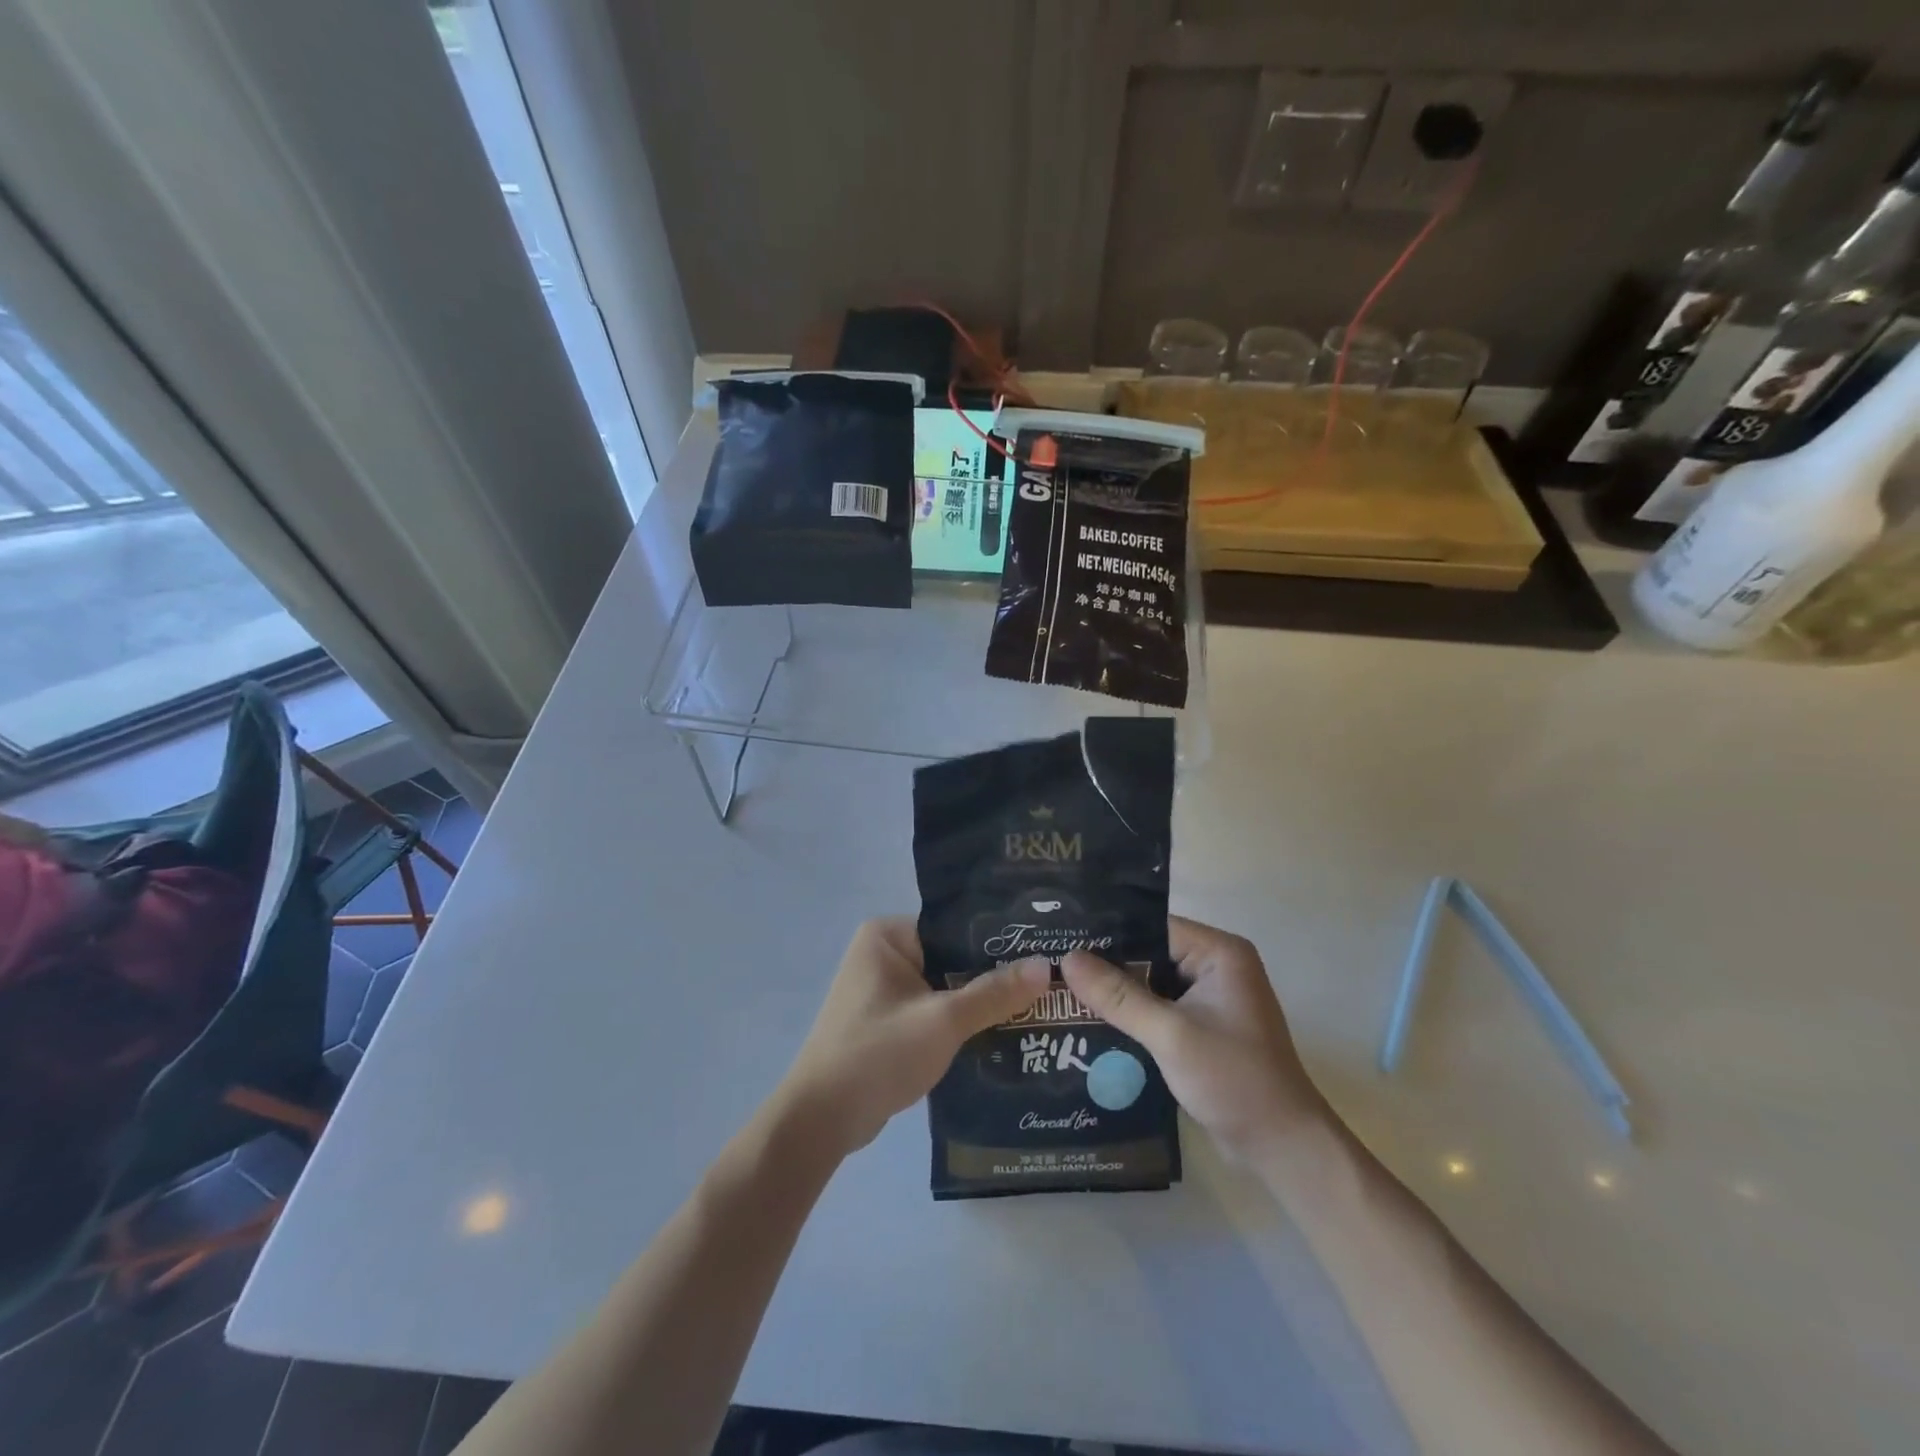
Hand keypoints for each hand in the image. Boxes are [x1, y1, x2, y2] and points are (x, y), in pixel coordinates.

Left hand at [777, 918, 1049, 1159]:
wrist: (822, 1120)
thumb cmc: (878, 1053)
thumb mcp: (943, 1020)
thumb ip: (994, 993)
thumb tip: (1045, 966)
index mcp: (888, 935)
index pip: (955, 926)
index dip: (998, 940)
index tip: (1042, 950)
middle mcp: (883, 954)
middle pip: (952, 958)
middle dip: (993, 976)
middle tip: (1048, 982)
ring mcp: (884, 990)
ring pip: (945, 988)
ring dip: (980, 1002)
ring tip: (1037, 1007)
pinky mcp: (888, 1023)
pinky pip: (934, 1012)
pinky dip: (961, 1023)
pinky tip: (1003, 1034)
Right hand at [1062, 917, 1323, 1162]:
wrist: (1282, 1148)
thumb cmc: (1234, 1080)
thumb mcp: (1170, 1034)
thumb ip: (1118, 996)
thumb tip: (1067, 958)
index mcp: (1219, 952)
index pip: (1152, 926)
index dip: (1108, 932)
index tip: (1061, 937)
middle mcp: (1215, 966)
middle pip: (1148, 953)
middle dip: (1105, 964)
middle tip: (1052, 964)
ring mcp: (1209, 999)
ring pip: (1149, 983)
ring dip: (1114, 992)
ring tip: (1059, 988)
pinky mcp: (1201, 1028)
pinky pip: (1156, 1008)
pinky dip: (1129, 1015)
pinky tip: (1088, 1019)